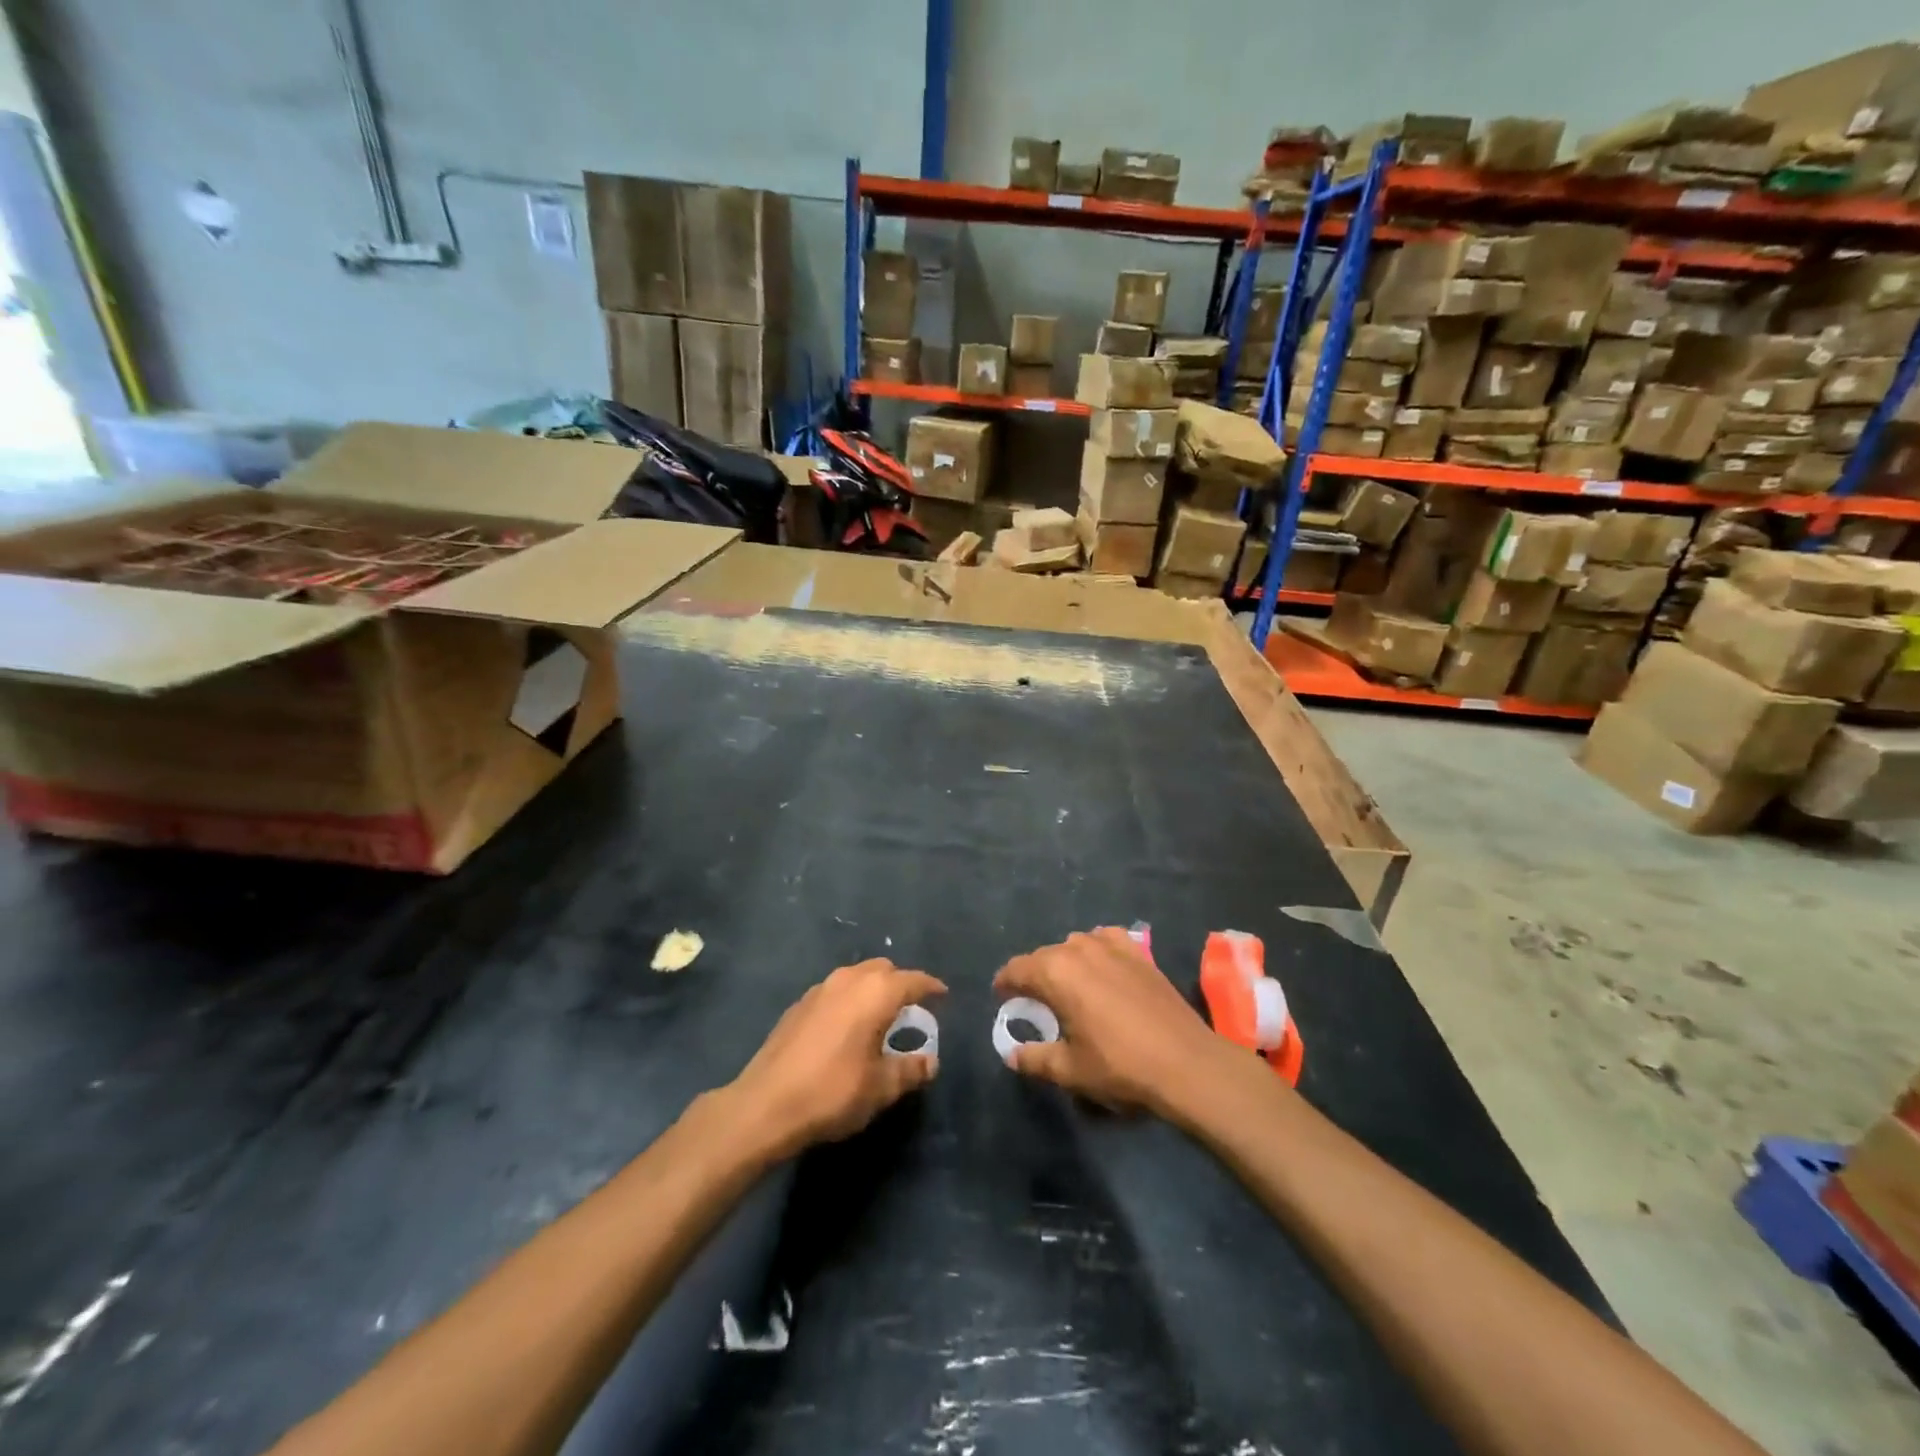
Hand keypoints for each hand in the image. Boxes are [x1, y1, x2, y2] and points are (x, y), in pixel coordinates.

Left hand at [729, 959, 946, 1160]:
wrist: (765, 1105)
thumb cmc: (833, 1092)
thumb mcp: (881, 1088)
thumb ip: (910, 1070)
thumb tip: (930, 1062)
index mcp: (875, 993)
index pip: (912, 980)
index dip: (930, 987)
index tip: (942, 996)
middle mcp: (848, 980)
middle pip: (883, 969)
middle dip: (900, 983)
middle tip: (911, 1011)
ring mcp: (819, 989)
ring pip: (856, 976)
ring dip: (872, 989)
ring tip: (879, 1018)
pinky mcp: (798, 1005)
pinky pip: (835, 991)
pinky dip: (849, 1000)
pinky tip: (846, 1028)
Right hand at [994, 928, 1237, 1117]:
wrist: (1186, 1063)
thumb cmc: (1120, 1066)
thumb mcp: (1070, 1070)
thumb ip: (1035, 1059)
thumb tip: (1012, 1055)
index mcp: (1056, 972)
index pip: (1017, 968)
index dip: (1005, 983)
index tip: (1002, 998)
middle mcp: (1080, 949)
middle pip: (1045, 955)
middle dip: (1034, 974)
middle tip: (1035, 1001)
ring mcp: (1112, 946)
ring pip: (1075, 944)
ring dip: (1065, 961)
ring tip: (1069, 987)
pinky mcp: (1139, 952)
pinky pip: (1107, 939)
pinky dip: (1097, 948)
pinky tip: (1103, 967)